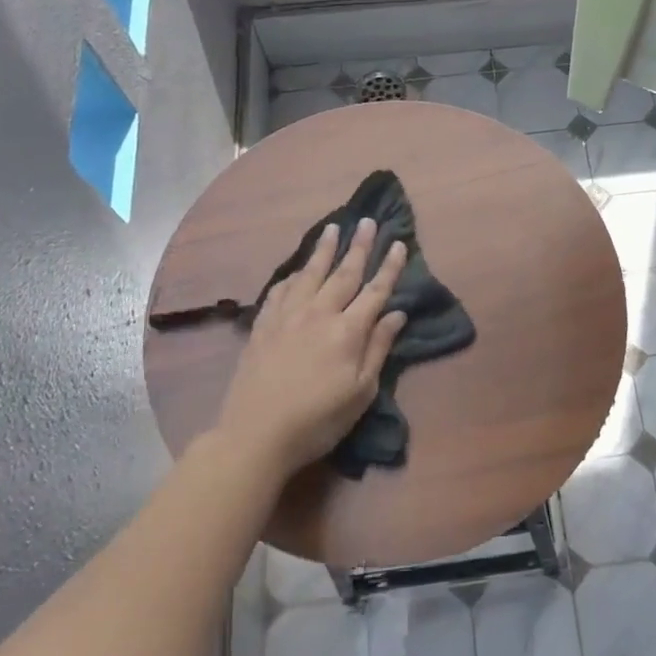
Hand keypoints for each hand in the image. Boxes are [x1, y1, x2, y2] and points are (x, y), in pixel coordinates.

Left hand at [214, 217, 409, 476]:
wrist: (257, 434)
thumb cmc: (318, 420)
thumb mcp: (360, 392)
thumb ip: (378, 348)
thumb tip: (396, 314)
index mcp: (347, 331)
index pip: (375, 291)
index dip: (389, 267)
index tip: (399, 244)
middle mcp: (319, 313)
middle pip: (344, 273)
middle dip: (358, 246)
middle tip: (368, 221)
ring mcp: (287, 316)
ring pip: (310, 274)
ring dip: (323, 249)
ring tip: (333, 228)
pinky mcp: (263, 325)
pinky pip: (280, 290)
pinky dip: (292, 275)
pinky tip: (297, 270)